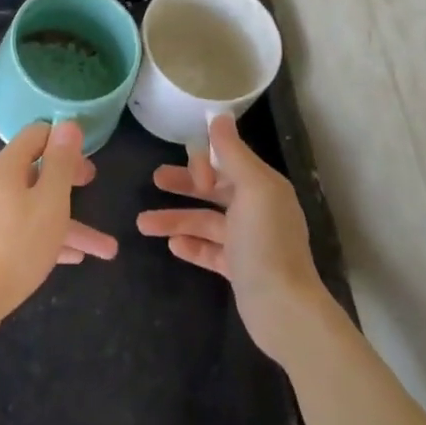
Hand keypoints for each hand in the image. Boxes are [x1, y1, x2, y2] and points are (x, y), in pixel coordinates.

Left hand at [0, 121, 117, 340]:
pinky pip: (21, 230)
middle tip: (93, 185)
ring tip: (104, 249)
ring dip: (69, 224)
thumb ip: (60, 163)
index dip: (63, 141)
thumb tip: (67, 124)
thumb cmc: (17, 244)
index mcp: (5, 167)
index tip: (86, 155)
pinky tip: (72, 258)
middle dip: (68, 181)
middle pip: (35, 172)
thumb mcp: (50, 202)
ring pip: (34, 208)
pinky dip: (47, 238)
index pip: (35, 136)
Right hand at [136, 113, 329, 365]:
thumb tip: (219, 116)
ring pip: (206, 222)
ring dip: (175, 219)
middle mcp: (258, 211)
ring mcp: (248, 242)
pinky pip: (210, 251)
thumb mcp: (253, 189)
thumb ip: (233, 153)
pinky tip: (171, 245)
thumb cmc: (266, 243)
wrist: (282, 308)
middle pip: (215, 190)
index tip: (190, 173)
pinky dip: (191, 245)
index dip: (206, 163)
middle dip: (185, 185)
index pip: (229, 163)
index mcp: (264, 188)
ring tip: (143, 224)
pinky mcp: (239, 269)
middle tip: (154, 180)